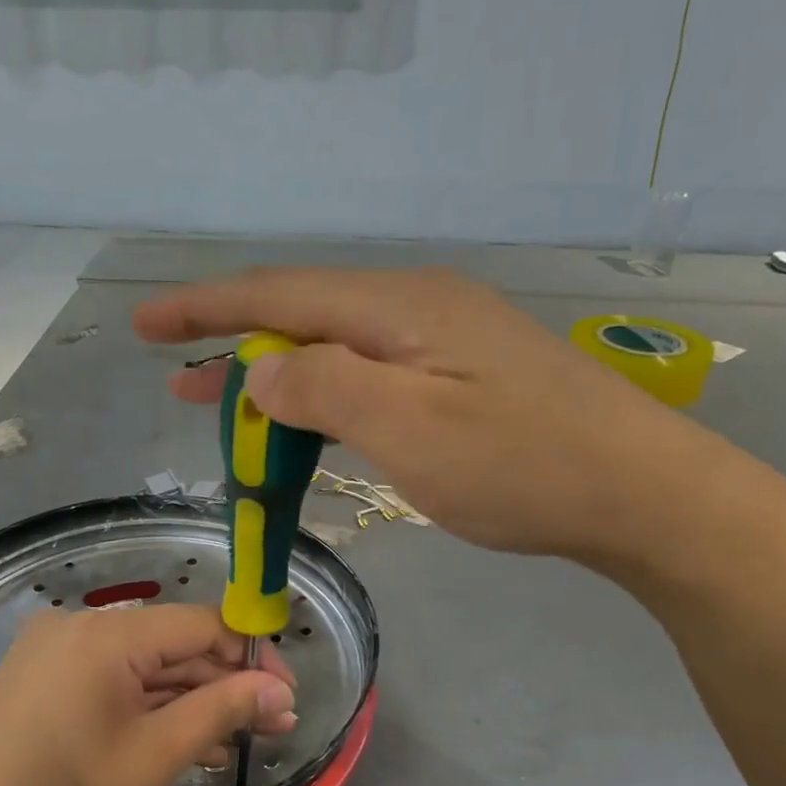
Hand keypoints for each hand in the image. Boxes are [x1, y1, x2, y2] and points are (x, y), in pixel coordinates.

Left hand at [0, 605, 295, 785]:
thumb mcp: (155, 756)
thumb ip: (221, 711)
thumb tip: (279, 689)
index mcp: (107, 634)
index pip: (201, 625)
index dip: (251, 657)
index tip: (285, 697)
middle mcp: (77, 627)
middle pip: (171, 645)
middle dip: (224, 685)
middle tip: (271, 727)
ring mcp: (51, 653)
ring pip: (141, 667)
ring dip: (189, 700)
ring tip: (234, 741)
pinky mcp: (37, 681)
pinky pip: (109, 682)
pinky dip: (147, 708)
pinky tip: (181, 740)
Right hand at [135, 267, 743, 575]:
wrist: (638, 492)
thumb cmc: (521, 465)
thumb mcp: (408, 428)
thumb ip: (325, 387)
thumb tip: (260, 367)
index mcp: (400, 307)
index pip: (280, 294)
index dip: (207, 309)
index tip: (147, 326)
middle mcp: (419, 309)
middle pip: (305, 316)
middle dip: (235, 345)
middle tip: (176, 379)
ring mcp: (446, 343)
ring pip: (338, 350)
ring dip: (279, 377)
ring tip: (227, 410)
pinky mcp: (464, 379)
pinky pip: (372, 378)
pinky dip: (326, 399)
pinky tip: (311, 421)